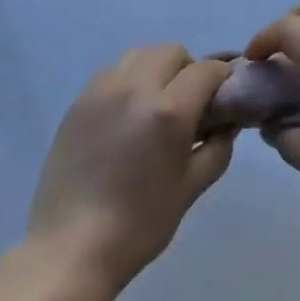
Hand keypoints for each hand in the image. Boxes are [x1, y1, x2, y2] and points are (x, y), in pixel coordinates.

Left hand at [27, 45, 234, 288]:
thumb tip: (228, 121)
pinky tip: (127, 115)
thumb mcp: (192, 187)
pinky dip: (129, 80)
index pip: (207, 70)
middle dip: (189, 70)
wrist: (71, 248)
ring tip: (156, 105)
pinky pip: (113, 72)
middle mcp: (135, 87)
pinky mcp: (78, 101)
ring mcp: (102, 90)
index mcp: (169, 110)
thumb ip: (218, 146)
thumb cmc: (140, 224)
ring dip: (157, 69)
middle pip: (173, 52)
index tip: (224, 97)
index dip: (222, 79)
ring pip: (140, 55)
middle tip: (190, 104)